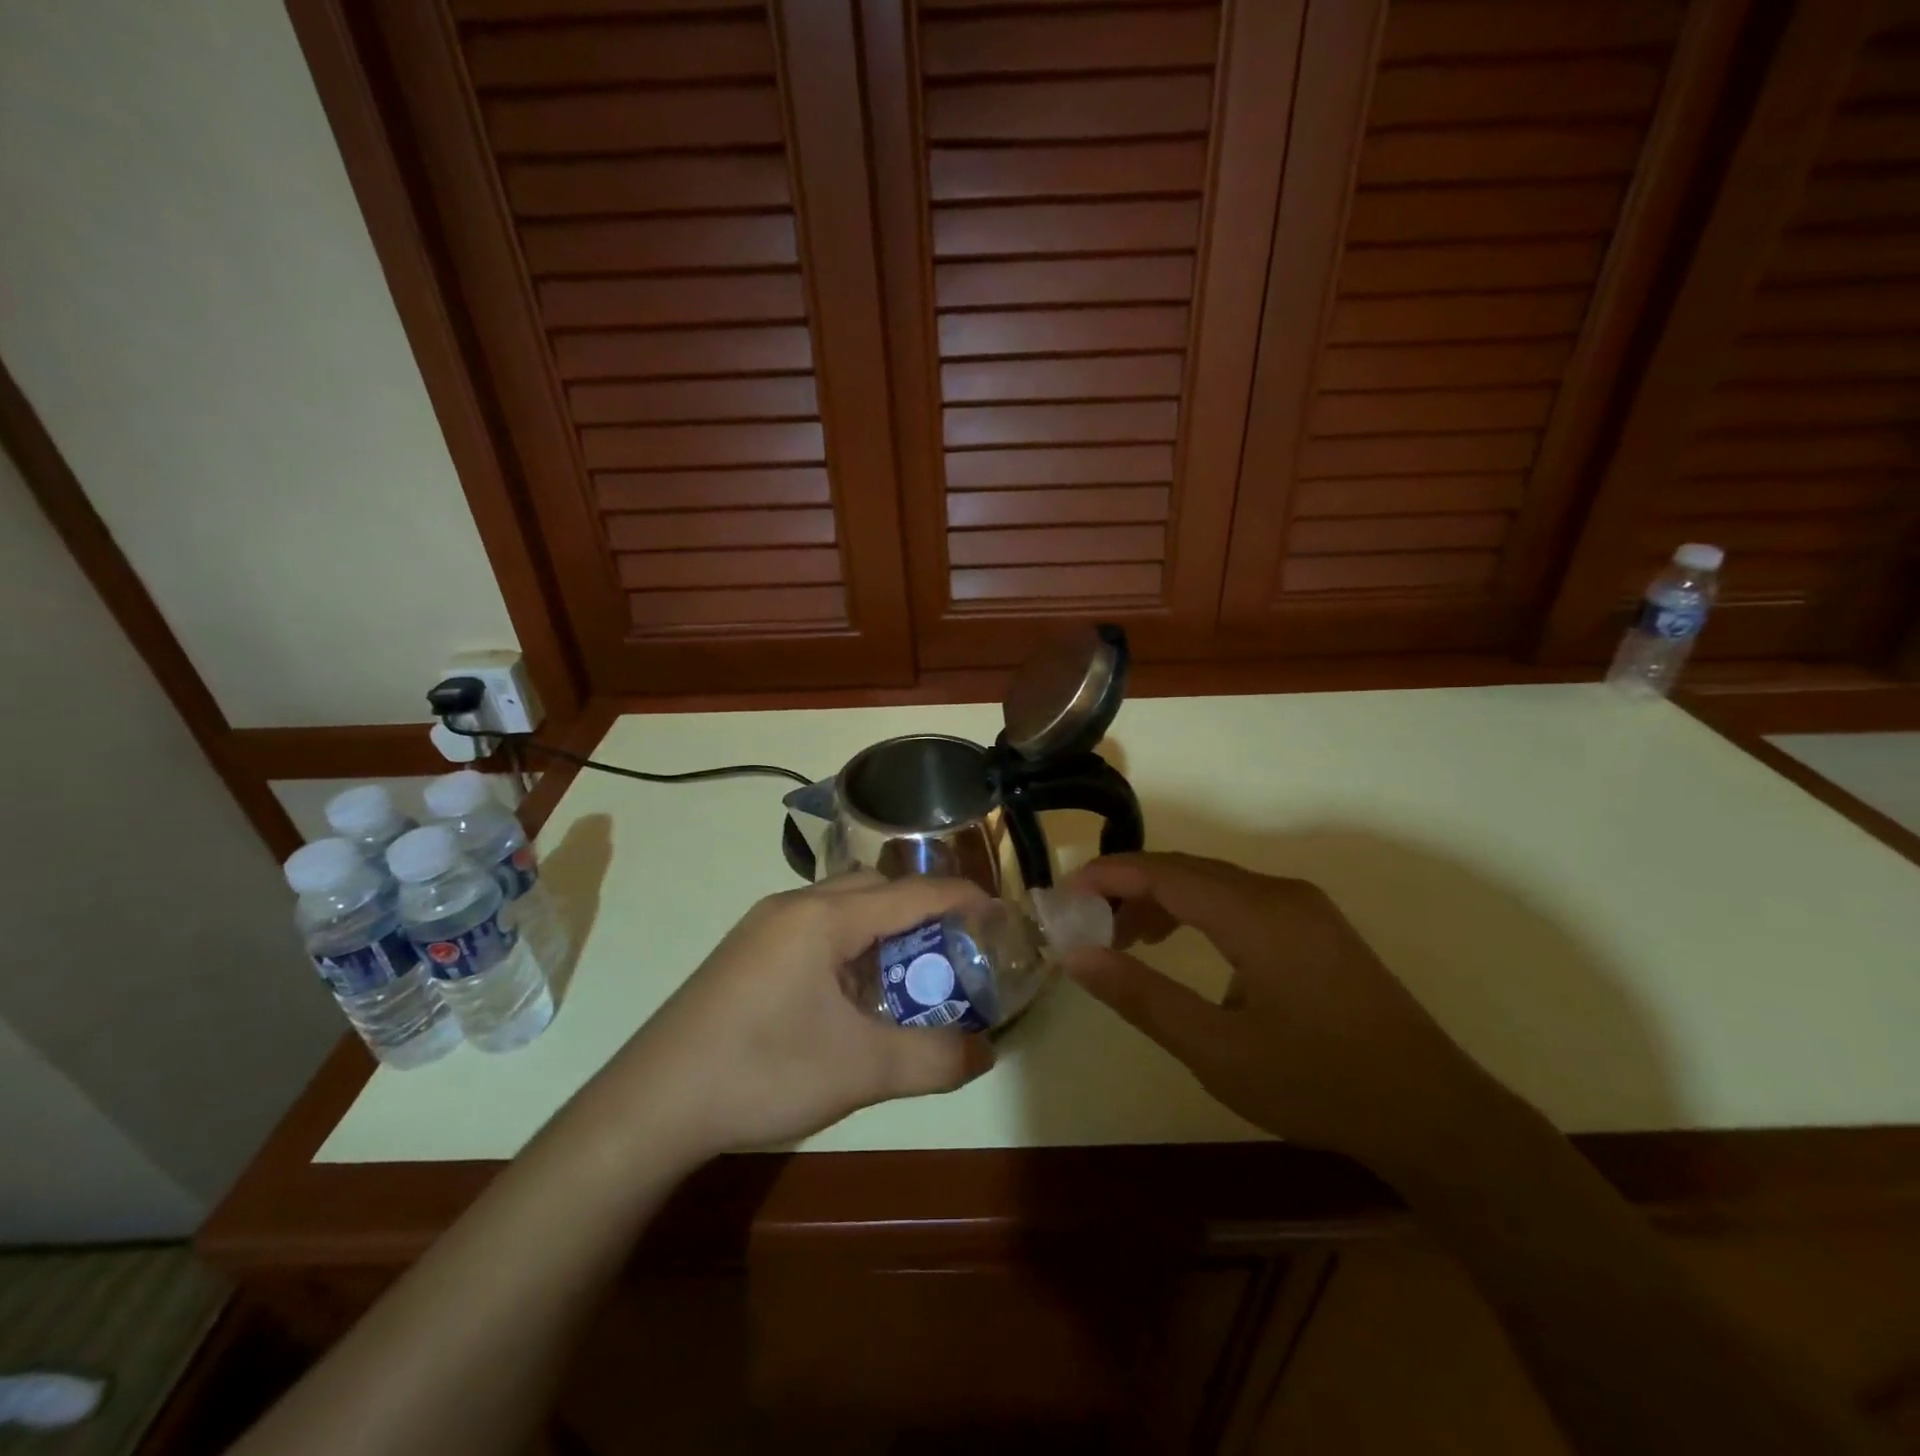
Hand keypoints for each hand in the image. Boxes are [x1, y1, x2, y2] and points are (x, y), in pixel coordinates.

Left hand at [605, 872, 996, 1159]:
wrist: (651, 1105)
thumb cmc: (762, 1072)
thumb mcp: (860, 1071)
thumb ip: (933, 1058)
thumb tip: (984, 1051)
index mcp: (824, 917)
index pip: (911, 892)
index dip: (962, 899)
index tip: (999, 914)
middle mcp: (793, 906)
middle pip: (876, 888)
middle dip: (922, 910)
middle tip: (954, 948)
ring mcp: (763, 927)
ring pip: (842, 906)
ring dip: (882, 928)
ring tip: (908, 973)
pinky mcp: (746, 953)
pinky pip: (815, 928)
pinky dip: (849, 945)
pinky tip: (850, 994)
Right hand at [1064, 852, 1481, 1161]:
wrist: (1434, 1114)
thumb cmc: (1318, 1084)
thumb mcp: (1217, 1051)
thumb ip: (1142, 997)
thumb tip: (1077, 957)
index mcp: (1256, 913)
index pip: (1163, 871)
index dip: (1107, 876)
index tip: (1061, 898)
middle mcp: (1280, 893)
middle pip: (1186, 870)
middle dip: (1129, 889)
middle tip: (1086, 927)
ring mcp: (1304, 907)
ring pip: (1213, 883)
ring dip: (1163, 901)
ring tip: (1126, 942)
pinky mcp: (1316, 927)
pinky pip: (1240, 900)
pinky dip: (1198, 913)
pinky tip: (1182, 948)